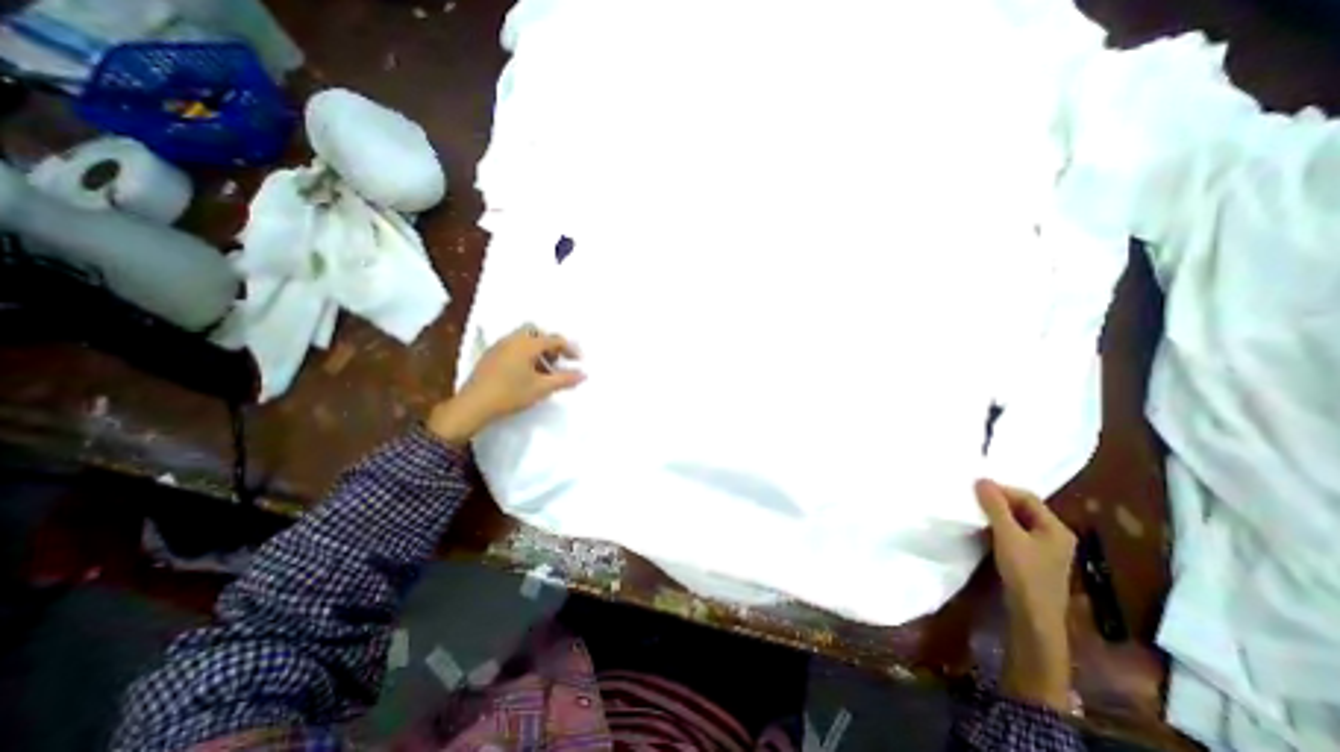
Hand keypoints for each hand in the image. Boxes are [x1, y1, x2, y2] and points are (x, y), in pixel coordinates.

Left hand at [427, 324, 579, 442]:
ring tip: (543, 369)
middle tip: (557, 360)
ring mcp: (499, 346)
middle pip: (536, 331)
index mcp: (527, 344)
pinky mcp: (490, 356)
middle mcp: (512, 339)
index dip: (569, 349)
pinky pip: (513, 346)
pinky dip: (524, 353)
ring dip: (537, 348)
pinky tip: (525, 372)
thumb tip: (584, 374)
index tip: (578, 361)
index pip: (554, 339)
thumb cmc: (510, 394)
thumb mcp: (542, 388)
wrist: (473, 406)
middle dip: (550, 343)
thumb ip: (564, 379)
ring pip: (523, 338)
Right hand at [980, 478, 1080, 712]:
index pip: (1027, 497)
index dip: (1001, 490)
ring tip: (973, 512)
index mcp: (1056, 528)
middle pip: (1023, 509)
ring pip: (1017, 522)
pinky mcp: (1031, 560)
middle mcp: (1054, 536)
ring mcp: (1044, 550)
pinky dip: (998, 528)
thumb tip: (981, 479)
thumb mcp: (1007, 536)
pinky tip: (982, 530)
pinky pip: (1014, 535)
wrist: (1033, 617)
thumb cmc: (1025, 573)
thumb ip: (995, 507)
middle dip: (998, 501)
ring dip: (996, 515)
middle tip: (971, 499)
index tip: (975, 489)